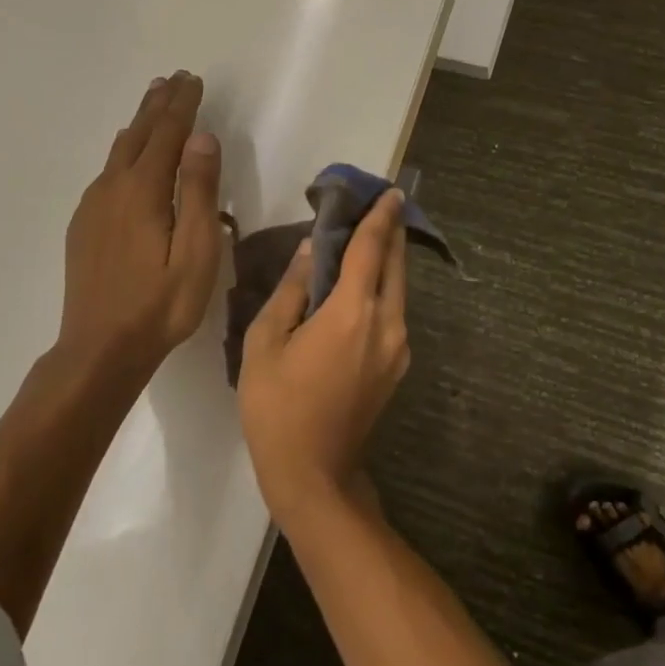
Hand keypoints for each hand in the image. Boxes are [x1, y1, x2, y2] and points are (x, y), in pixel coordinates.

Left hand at [55, 72, 223, 378]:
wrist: (99, 349)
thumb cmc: (161, 304)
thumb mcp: (195, 251)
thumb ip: (198, 191)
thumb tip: (201, 137)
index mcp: (143, 190)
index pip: (167, 133)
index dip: (182, 105)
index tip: (193, 79)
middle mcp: (113, 188)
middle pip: (138, 133)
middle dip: (158, 104)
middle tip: (174, 78)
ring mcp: (93, 207)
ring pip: (119, 150)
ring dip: (140, 123)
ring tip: (153, 102)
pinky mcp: (84, 225)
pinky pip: (107, 172)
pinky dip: (125, 150)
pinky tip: (127, 155)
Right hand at [237, 189, 410, 521]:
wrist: (315, 474)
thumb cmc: (277, 407)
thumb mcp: (265, 343)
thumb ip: (291, 290)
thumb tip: (307, 251)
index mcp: (352, 312)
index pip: (371, 249)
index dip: (380, 217)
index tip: (391, 191)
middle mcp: (386, 323)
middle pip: (395, 264)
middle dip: (390, 232)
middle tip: (380, 206)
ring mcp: (398, 347)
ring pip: (399, 289)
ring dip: (387, 260)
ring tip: (368, 241)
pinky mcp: (398, 365)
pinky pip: (394, 311)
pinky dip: (383, 288)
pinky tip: (362, 287)